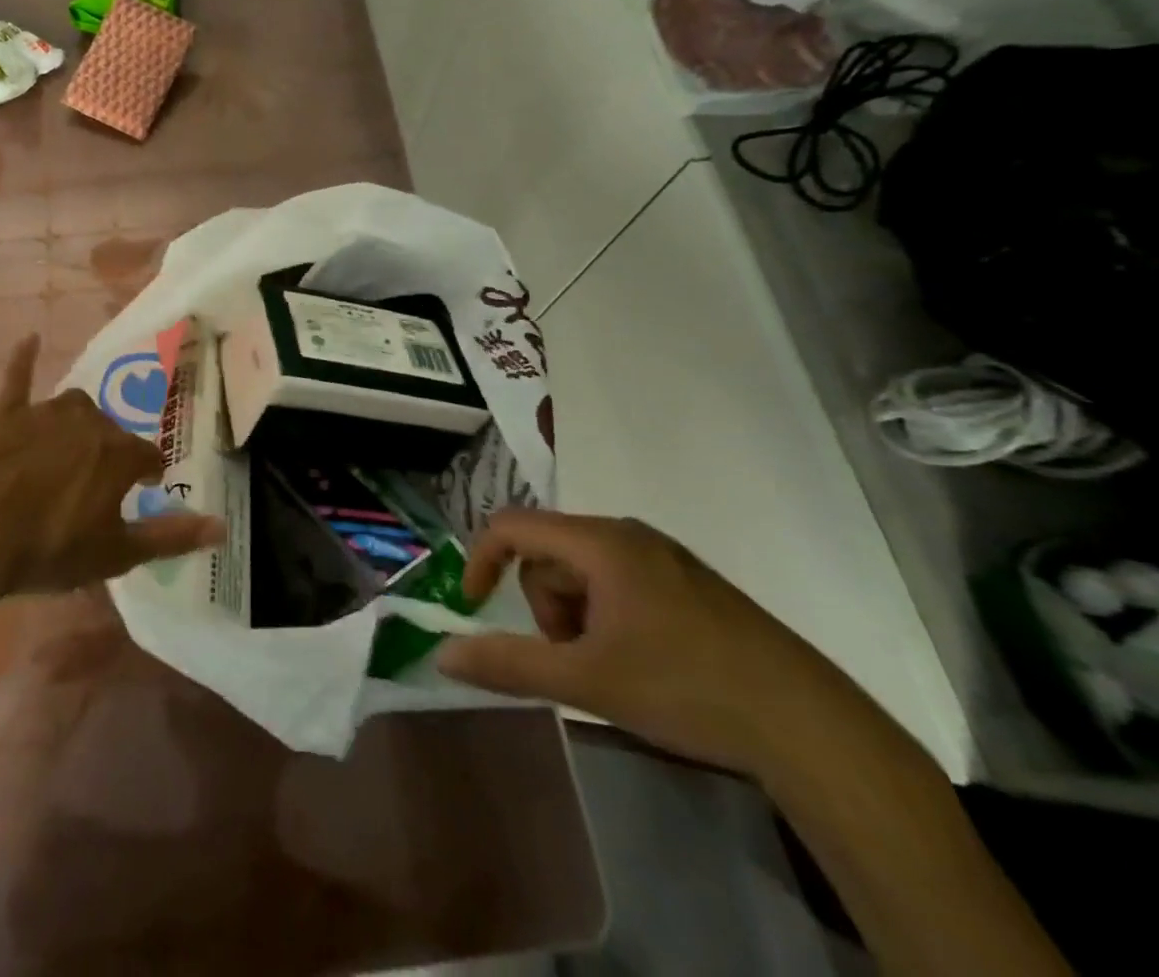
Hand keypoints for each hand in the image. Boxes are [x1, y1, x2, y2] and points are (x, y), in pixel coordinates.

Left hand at [0, 334, 224, 595]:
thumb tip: (222, 526)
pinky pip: (19, 379)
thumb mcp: (115, 553)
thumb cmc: (49, 547)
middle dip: (111, 451)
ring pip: (74, 408)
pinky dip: (24, 361)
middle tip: (100, 481)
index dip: (147, 472)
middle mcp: (90, 421)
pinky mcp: (6, 414)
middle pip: (111, 430)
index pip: (147, 456)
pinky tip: (29, 339)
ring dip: (79, 423)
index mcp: (118, 453)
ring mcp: (45, 413)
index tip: (144, 485)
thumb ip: (171, 537)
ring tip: (73, 446)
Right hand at [436, 510, 885, 780]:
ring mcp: (665, 556)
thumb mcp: (586, 681)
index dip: (481, 560)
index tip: (476, 609)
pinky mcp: (690, 583)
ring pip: (584, 571)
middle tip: (572, 659)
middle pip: (549, 553)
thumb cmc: (686, 689)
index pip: (511, 525)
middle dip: (544, 605)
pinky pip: (620, 581)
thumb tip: (443, 654)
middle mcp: (629, 534)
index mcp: (600, 541)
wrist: (811, 728)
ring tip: (610, 667)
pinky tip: (642, 662)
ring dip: (575, 615)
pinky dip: (606, 615)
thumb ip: (509, 664)